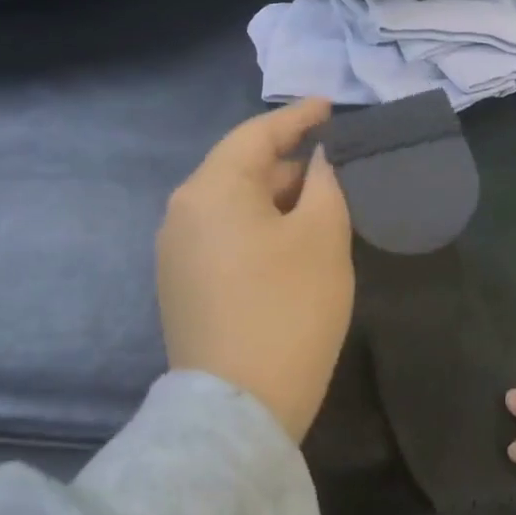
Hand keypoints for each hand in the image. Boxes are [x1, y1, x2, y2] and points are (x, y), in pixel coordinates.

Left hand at [158, 98, 352, 443]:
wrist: (240, 407)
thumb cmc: (289, 308)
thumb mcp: (323, 237)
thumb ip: (325, 185)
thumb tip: (317, 163)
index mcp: (211, 190)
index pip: (257, 134)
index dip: (298, 117)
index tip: (331, 107)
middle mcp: (182, 213)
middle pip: (242, 169)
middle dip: (291, 164)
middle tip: (338, 169)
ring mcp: (177, 253)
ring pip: (235, 206)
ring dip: (278, 200)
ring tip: (322, 206)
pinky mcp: (183, 287)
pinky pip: (226, 237)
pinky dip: (261, 228)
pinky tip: (293, 245)